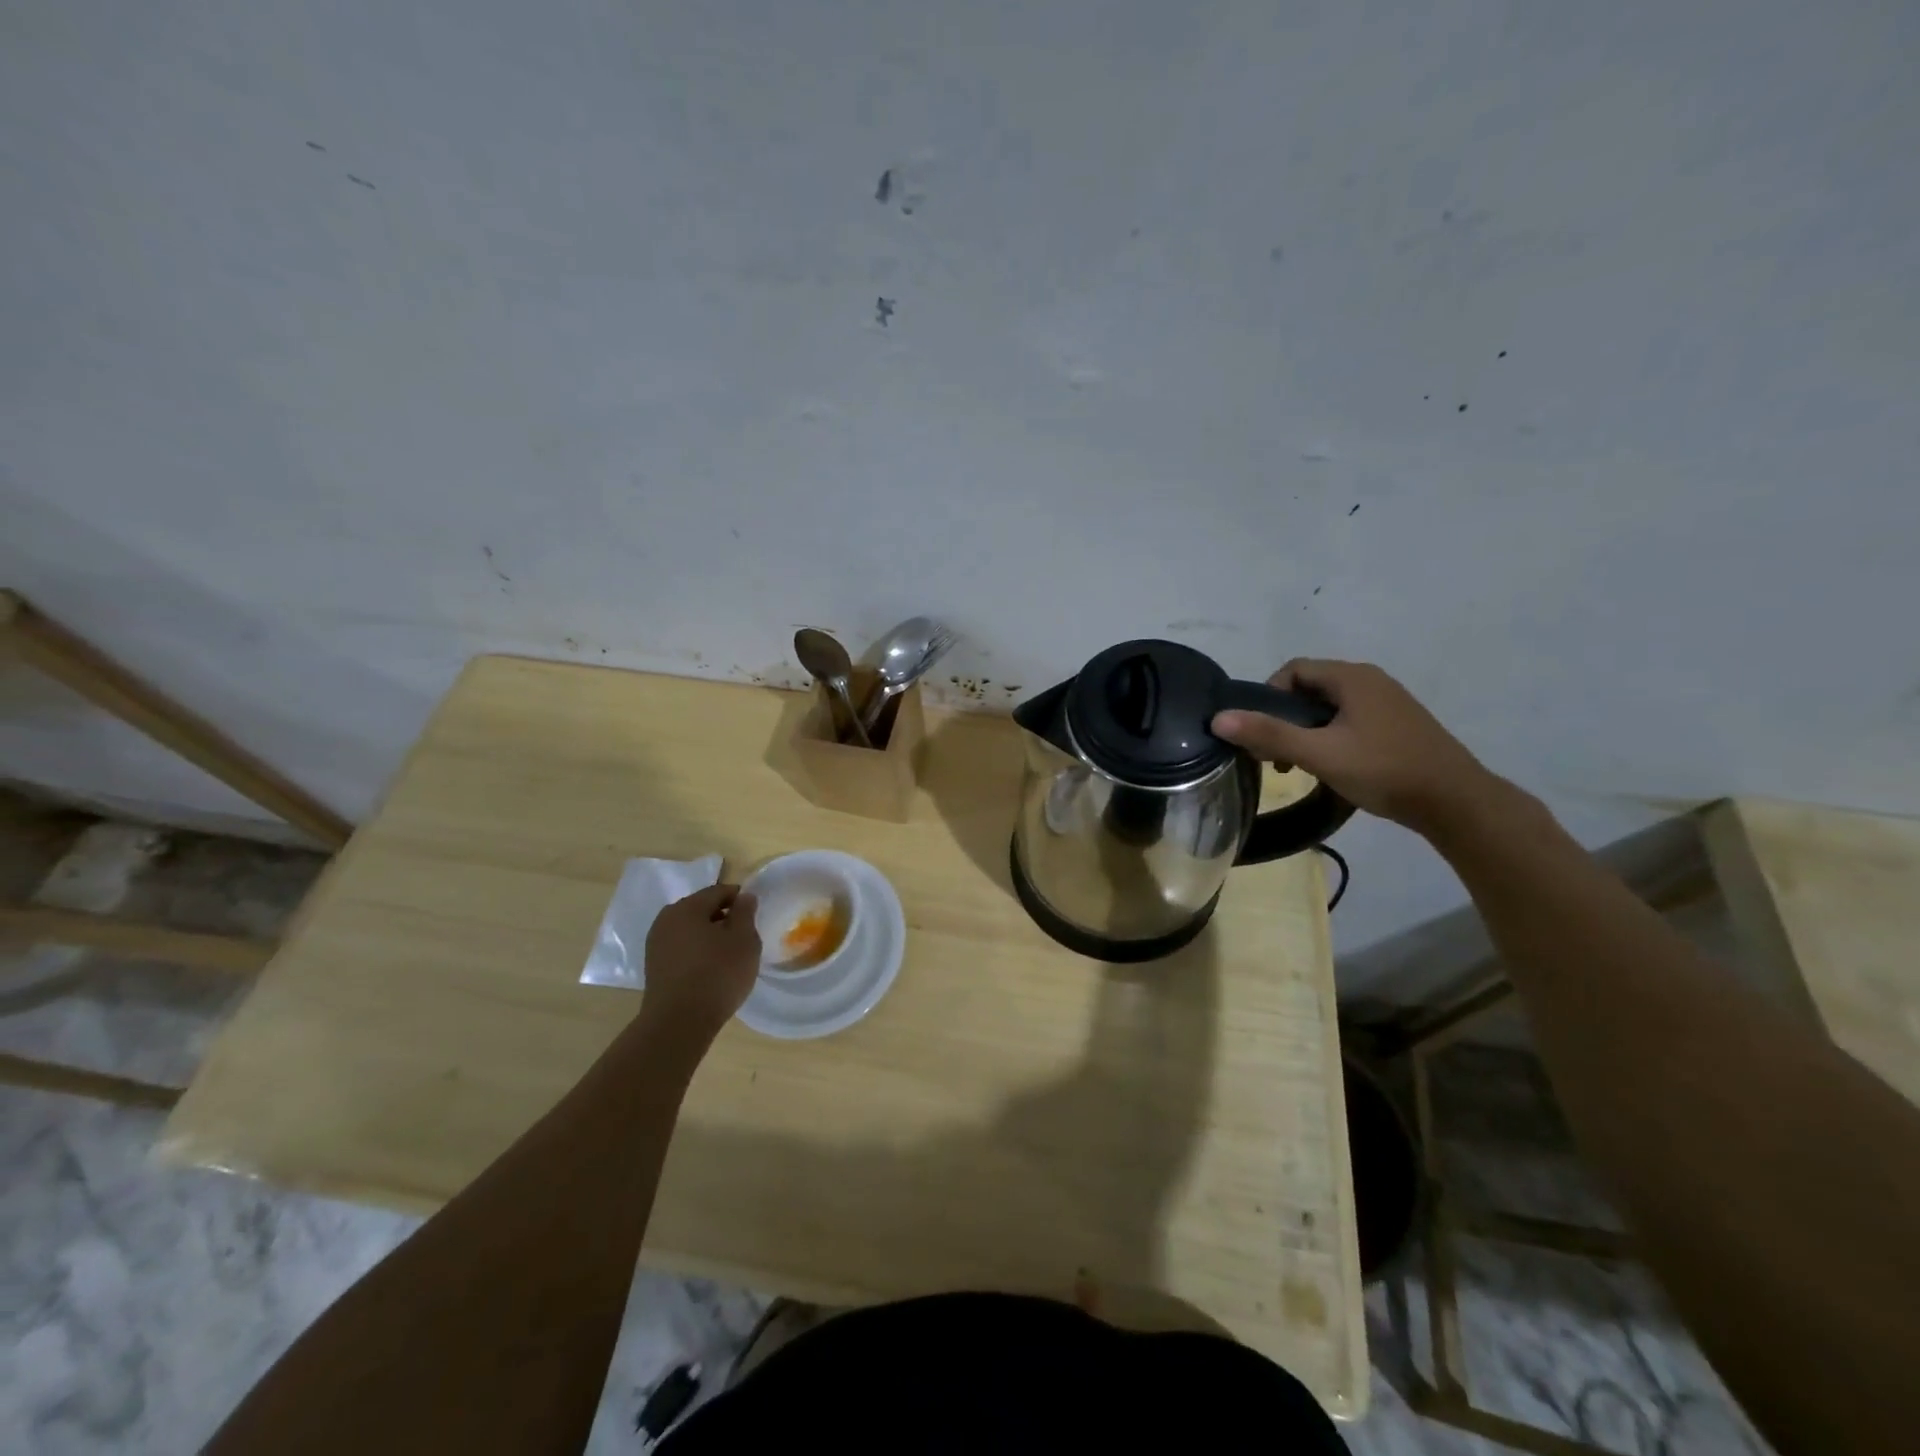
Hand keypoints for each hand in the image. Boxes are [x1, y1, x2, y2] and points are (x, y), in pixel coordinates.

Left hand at [638, 884, 760, 1043]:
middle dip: (722, 918)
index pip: (719, 891)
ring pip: (690, 930)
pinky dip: (696, 952)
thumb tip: (744, 897)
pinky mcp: (654, 967)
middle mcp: (666, 919)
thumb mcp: (744, 940)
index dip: (739, 899)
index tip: (754, 915)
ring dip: (708, 936)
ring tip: (727, 956)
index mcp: (688, 907)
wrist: (679, 1022)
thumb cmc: (718, 974)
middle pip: (701, 909)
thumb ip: (745, 913)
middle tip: (743, 936)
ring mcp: (656, 944)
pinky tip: (709, 970)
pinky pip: (681, 949)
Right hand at [1211, 659, 1498, 835]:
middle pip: (1310, 689)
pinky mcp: (1398, 725)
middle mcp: (1371, 681)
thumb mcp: (1319, 754)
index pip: (1294, 670)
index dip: (1268, 696)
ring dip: (1305, 732)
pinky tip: (1331, 767)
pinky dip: (1330, 737)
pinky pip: (1350, 721)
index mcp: (1352, 678)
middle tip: (1273, 754)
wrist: (1455, 802)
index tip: (1259, 731)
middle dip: (1284, 718)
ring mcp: (1388, 703)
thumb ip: (1269, 734)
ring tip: (1298, 766)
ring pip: (1330, 708)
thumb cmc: (1383, 770)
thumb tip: (1218, 718)